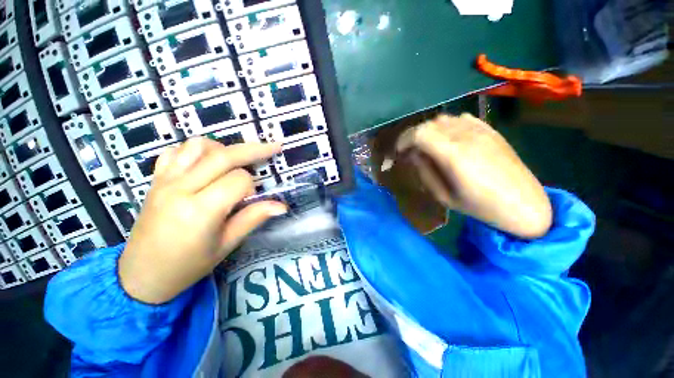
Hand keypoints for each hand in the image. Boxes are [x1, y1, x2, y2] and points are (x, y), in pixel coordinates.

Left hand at [119, 138, 286, 303]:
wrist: (141, 275)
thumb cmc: (187, 265)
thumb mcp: (226, 245)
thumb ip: (253, 218)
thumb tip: (281, 206)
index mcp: (200, 210)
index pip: (238, 180)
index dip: (252, 187)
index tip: (251, 199)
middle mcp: (180, 189)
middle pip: (223, 156)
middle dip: (253, 150)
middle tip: (273, 147)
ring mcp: (165, 181)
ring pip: (198, 146)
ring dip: (224, 148)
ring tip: (236, 160)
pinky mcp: (156, 179)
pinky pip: (176, 151)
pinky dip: (197, 150)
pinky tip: (207, 161)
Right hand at [396, 114, 551, 238]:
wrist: (524, 204)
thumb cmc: (481, 207)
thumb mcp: (444, 197)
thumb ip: (425, 173)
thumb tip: (413, 155)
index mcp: (454, 155)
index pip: (419, 134)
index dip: (404, 140)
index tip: (398, 152)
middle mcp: (466, 136)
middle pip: (430, 124)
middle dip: (413, 135)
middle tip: (410, 150)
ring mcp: (481, 130)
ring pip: (444, 119)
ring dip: (429, 130)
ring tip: (427, 145)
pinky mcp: (491, 130)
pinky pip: (462, 119)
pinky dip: (448, 126)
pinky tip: (448, 139)